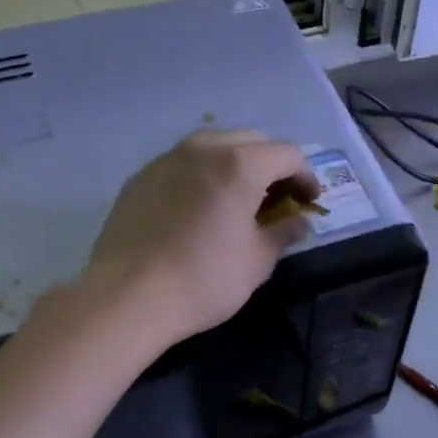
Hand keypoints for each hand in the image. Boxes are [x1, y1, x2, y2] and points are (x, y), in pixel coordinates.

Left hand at [83, 129, 317, 345]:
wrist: (127, 296)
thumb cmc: (204, 280)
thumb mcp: (257, 262)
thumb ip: (283, 233)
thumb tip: (299, 222)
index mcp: (239, 165)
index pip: (287, 154)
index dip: (306, 176)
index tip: (310, 202)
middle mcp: (203, 148)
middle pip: (251, 140)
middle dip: (272, 164)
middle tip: (278, 199)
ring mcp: (166, 160)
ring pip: (213, 145)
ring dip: (236, 164)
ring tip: (240, 199)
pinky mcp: (140, 178)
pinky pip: (183, 163)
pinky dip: (203, 174)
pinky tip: (201, 208)